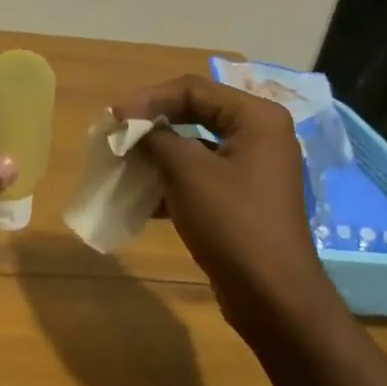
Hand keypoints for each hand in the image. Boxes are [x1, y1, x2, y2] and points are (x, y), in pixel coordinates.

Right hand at [112, 75, 325, 327]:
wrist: (273, 297)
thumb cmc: (232, 223)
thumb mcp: (187, 172)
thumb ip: (156, 138)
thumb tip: (131, 126)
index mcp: (256, 118)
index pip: (193, 88)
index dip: (149, 98)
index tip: (114, 116)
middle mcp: (259, 135)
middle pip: (194, 113)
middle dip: (152, 125)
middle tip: (116, 135)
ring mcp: (253, 169)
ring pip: (194, 147)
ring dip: (157, 155)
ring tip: (123, 166)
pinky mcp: (242, 198)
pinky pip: (200, 176)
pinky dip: (171, 182)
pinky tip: (141, 200)